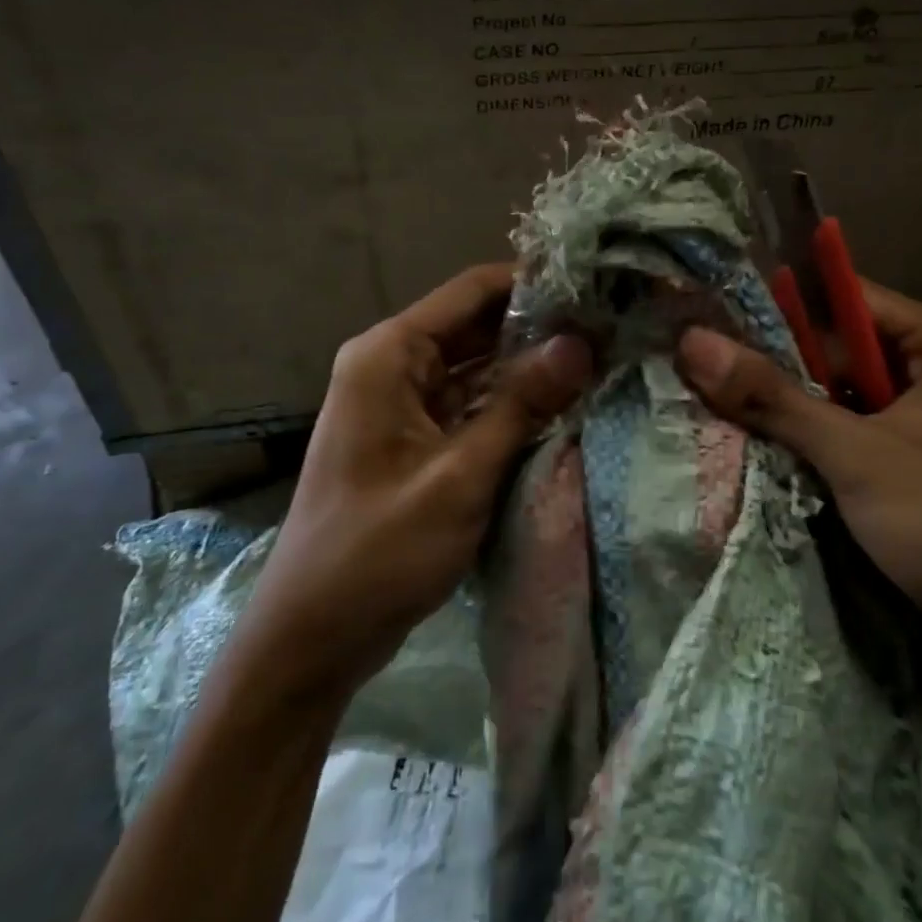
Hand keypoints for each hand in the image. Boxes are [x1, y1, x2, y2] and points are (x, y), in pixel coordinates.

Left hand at [238, 265, 591, 701]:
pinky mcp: (413, 437)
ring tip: (600, 360)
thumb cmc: (378, 551)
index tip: (594, 290)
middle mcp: (391, 364)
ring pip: (476, 365)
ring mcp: (401, 403)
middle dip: (539, 328)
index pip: (472, 290)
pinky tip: (561, 405)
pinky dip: (509, 403)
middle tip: (610, 329)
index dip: (534, 284)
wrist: (311, 637)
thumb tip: (581, 344)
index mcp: (389, 354)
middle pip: (476, 325)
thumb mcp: (460, 476)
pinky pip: (469, 403)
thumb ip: (521, 404)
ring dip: (528, 366)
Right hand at [676, 281, 921, 655]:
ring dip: (794, 405)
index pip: (851, 299)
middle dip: (781, 363)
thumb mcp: (857, 454)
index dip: (784, 305)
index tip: (717, 313)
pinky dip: (815, 438)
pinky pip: (856, 431)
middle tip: (708, 365)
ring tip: (720, 400)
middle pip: (844, 349)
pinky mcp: (919, 464)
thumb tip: (691, 342)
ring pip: (845, 395)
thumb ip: (773, 397)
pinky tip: (765, 444)